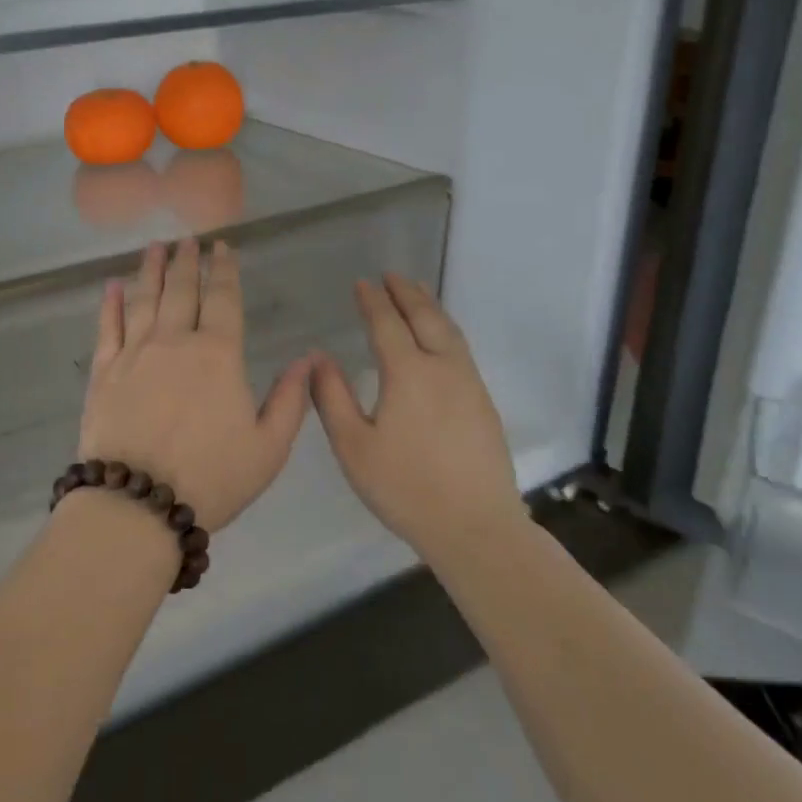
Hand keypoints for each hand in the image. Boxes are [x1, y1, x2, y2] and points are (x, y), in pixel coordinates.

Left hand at [77, 239, 312, 532]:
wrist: (137, 504)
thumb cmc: (211, 478)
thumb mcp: (268, 448)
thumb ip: (291, 400)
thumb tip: (308, 359)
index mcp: (218, 355)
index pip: (223, 299)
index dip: (224, 270)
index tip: (222, 247)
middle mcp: (174, 341)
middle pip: (181, 290)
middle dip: (186, 261)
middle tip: (187, 239)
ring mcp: (134, 353)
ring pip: (144, 300)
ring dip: (151, 271)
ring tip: (154, 248)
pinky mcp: (103, 372)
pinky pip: (107, 327)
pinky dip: (110, 303)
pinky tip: (112, 286)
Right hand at [311, 275, 522, 550]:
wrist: (474, 526)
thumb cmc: (404, 487)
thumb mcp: (353, 446)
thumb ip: (331, 397)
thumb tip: (318, 358)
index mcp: (408, 373)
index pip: (387, 324)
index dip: (373, 301)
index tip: (362, 283)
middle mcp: (443, 368)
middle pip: (426, 317)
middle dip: (407, 293)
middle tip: (392, 275)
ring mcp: (469, 384)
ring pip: (449, 331)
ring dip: (430, 307)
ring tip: (416, 293)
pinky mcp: (483, 402)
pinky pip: (461, 349)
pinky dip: (445, 329)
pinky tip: (439, 339)